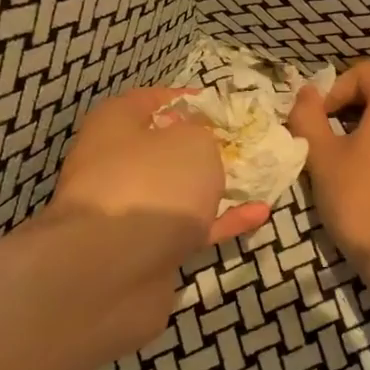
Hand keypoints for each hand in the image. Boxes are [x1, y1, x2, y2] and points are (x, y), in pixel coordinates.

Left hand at [49, 87, 271, 252]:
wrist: (112, 270)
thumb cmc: (153, 184)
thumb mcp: (192, 142)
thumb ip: (203, 134)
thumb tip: (197, 139)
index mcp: (113, 125)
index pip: (147, 100)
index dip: (183, 99)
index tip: (218, 106)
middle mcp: (112, 164)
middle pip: (161, 149)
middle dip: (200, 148)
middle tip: (240, 146)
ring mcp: (125, 211)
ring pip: (175, 192)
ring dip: (211, 187)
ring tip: (255, 180)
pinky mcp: (141, 250)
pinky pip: (185, 228)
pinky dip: (218, 222)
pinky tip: (257, 216)